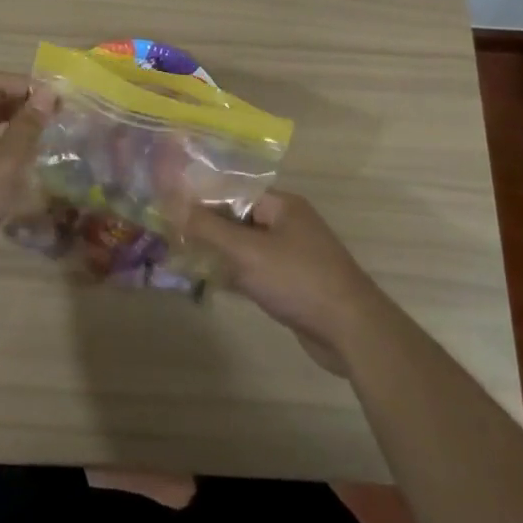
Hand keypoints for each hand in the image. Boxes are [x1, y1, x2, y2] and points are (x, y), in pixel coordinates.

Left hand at [0, 72, 54, 296]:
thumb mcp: (0, 167)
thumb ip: (25, 130)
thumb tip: (48, 94)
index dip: (27, 85)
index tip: (58, 101)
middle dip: (25, 105)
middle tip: (59, 119)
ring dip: (17, 129)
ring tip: (48, 140)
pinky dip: (7, 152)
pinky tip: (26, 169)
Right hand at [182, 191, 394, 374]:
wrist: (352, 331)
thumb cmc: (298, 280)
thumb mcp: (247, 251)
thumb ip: (208, 227)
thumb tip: (172, 203)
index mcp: (282, 205)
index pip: (233, 191)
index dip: (202, 198)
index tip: (170, 206)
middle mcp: (288, 224)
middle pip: (238, 218)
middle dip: (207, 227)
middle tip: (171, 234)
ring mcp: (292, 255)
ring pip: (245, 247)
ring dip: (219, 252)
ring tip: (182, 256)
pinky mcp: (292, 284)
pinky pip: (255, 270)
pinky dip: (235, 274)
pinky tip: (209, 282)